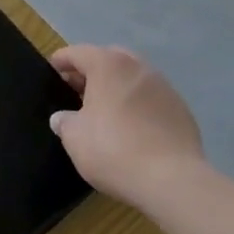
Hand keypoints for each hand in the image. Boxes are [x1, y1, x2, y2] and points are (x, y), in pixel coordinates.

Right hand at [50, 43, 204, 209]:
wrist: (172, 181)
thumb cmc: (114, 149)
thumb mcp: (74, 137)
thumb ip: (64, 121)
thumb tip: (63, 117)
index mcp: (108, 65)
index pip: (78, 52)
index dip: (61, 61)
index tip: (51, 72)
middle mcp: (138, 67)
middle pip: (109, 59)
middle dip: (92, 71)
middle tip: (77, 91)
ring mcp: (164, 87)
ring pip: (133, 77)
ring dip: (117, 87)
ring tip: (105, 110)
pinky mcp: (182, 110)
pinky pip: (151, 98)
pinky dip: (138, 105)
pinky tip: (132, 128)